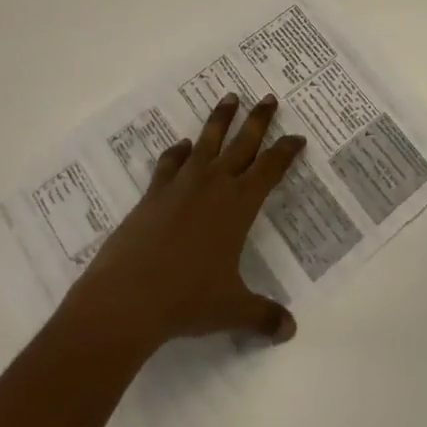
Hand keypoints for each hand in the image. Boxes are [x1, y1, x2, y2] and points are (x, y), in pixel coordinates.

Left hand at [63, 95, 305, 358]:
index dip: (286, 151)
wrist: (129, 297)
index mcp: (239, 205)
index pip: (270, 169)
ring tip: (229, 97)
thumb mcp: (232, 310)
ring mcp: (181, 184)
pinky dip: (178, 151)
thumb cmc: (187, 300)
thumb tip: (290, 329)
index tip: (297, 137)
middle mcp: (213, 185)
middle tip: (268, 97)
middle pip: (242, 143)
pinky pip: (171, 162)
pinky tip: (182, 146)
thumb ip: (262, 316)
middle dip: (258, 119)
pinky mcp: (153, 193)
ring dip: (220, 119)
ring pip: (207, 141)